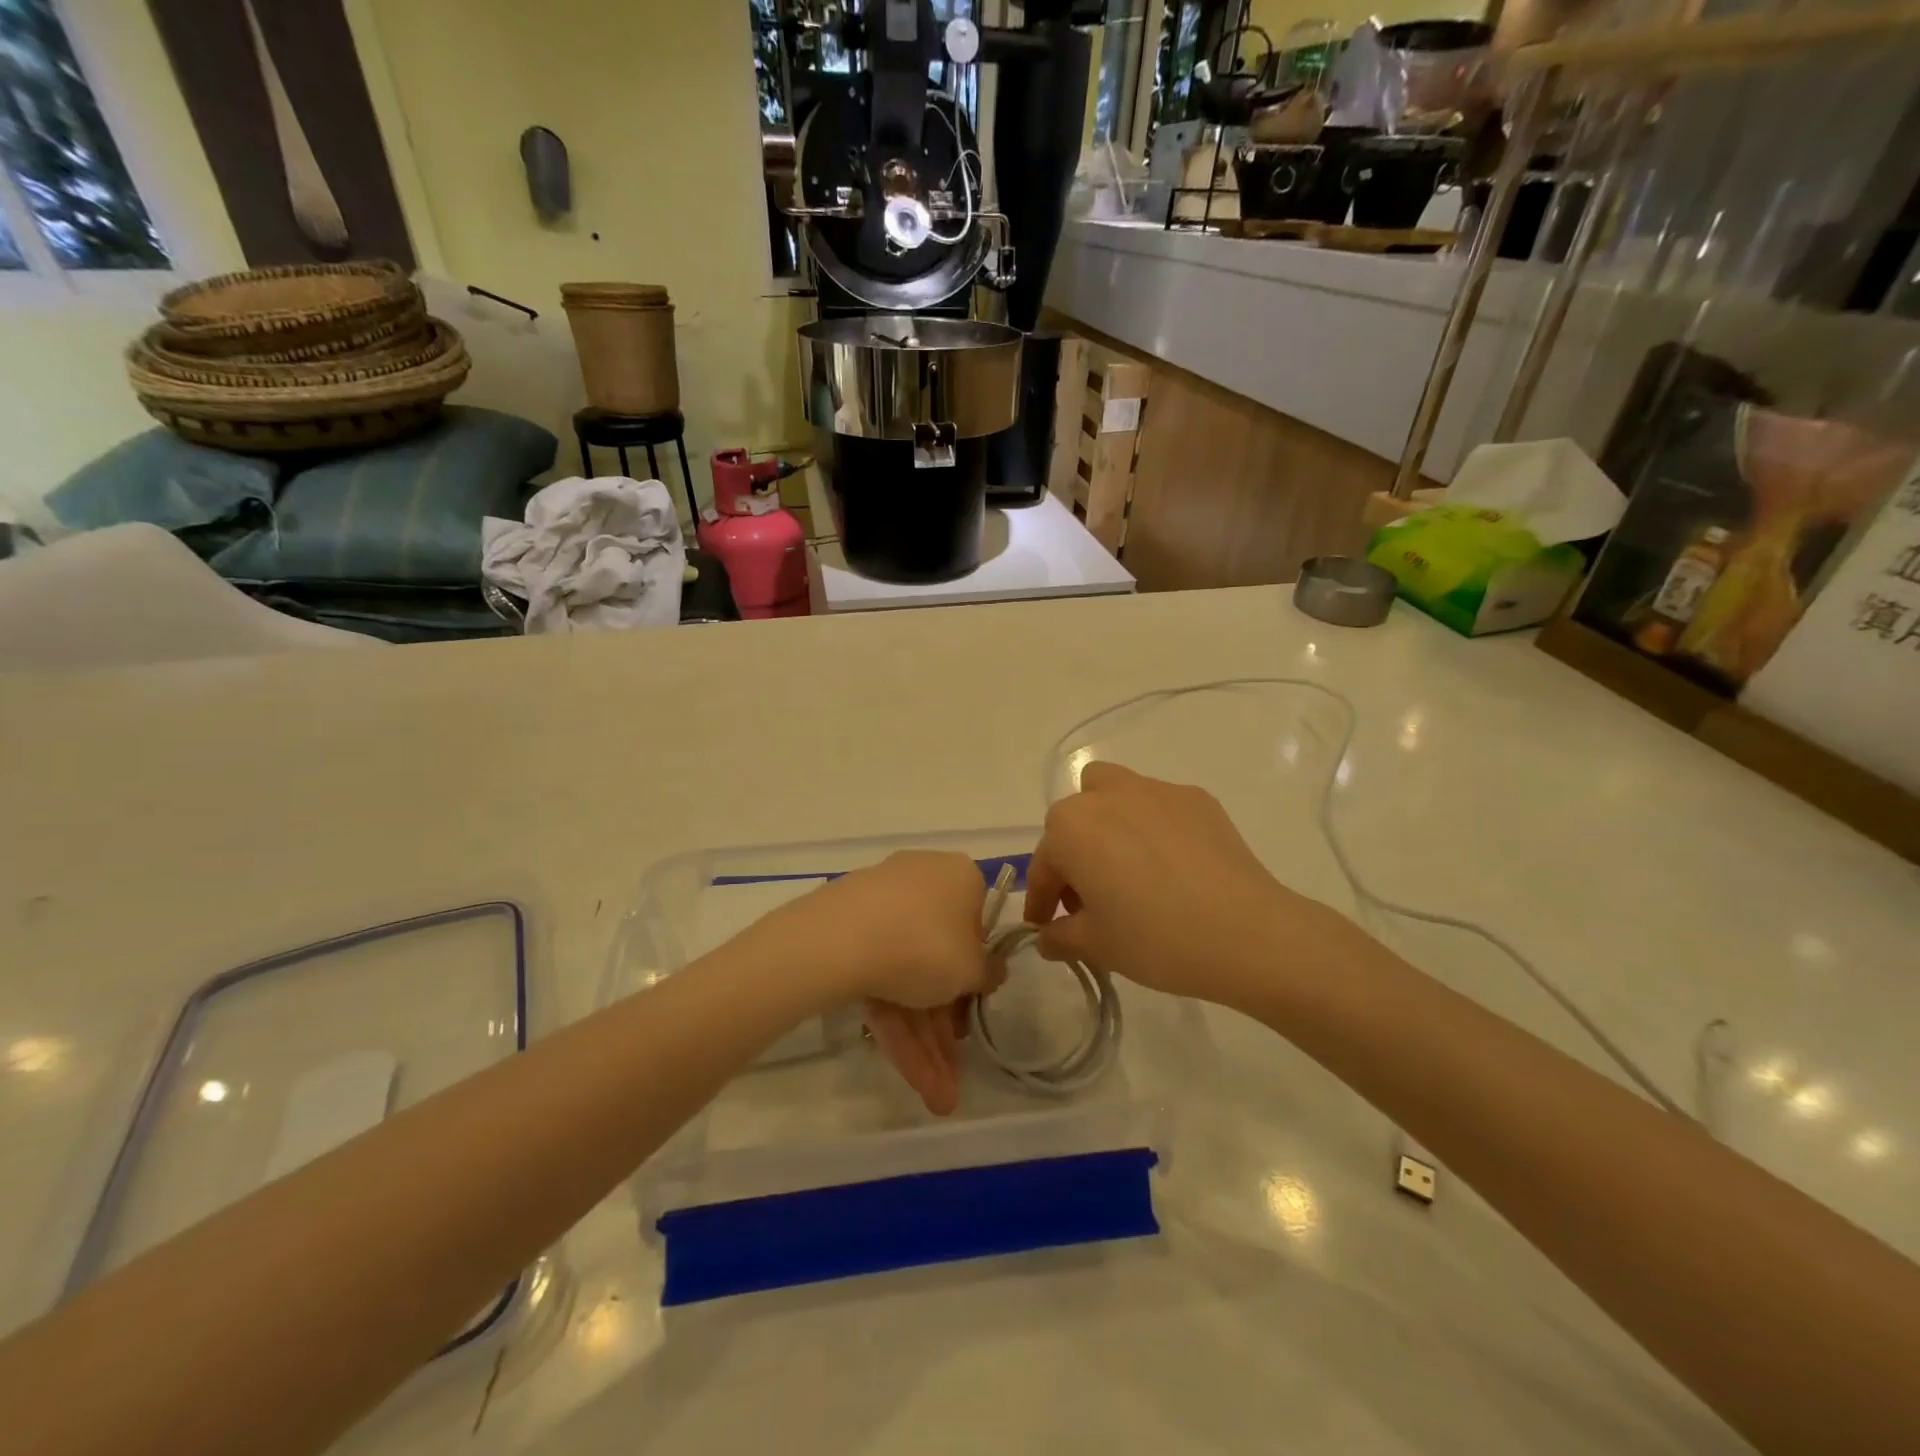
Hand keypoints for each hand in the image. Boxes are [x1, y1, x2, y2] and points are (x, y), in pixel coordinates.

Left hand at [759, 852, 996, 1114]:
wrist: (839, 940)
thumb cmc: (927, 946)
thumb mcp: (973, 969)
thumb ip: (989, 972)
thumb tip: (991, 969)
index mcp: (959, 878)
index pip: (976, 924)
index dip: (975, 974)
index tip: (973, 1011)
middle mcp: (921, 882)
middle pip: (937, 961)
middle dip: (943, 1027)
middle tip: (951, 1078)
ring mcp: (879, 906)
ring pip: (907, 976)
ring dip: (922, 1040)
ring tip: (934, 1098)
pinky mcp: (846, 931)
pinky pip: (879, 975)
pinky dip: (892, 1021)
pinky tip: (904, 1070)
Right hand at [1023, 763, 1346, 1007]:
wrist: (1246, 932)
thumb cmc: (1156, 938)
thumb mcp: (1097, 945)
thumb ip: (1061, 937)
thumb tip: (1049, 937)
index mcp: (1071, 828)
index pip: (1043, 864)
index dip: (1041, 899)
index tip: (1045, 926)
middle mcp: (1107, 795)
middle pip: (1073, 817)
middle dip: (1072, 853)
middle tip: (1089, 897)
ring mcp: (1155, 790)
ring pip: (1114, 793)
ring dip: (1108, 824)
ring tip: (1128, 867)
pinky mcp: (1197, 798)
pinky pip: (1159, 806)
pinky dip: (1153, 827)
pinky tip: (1174, 866)